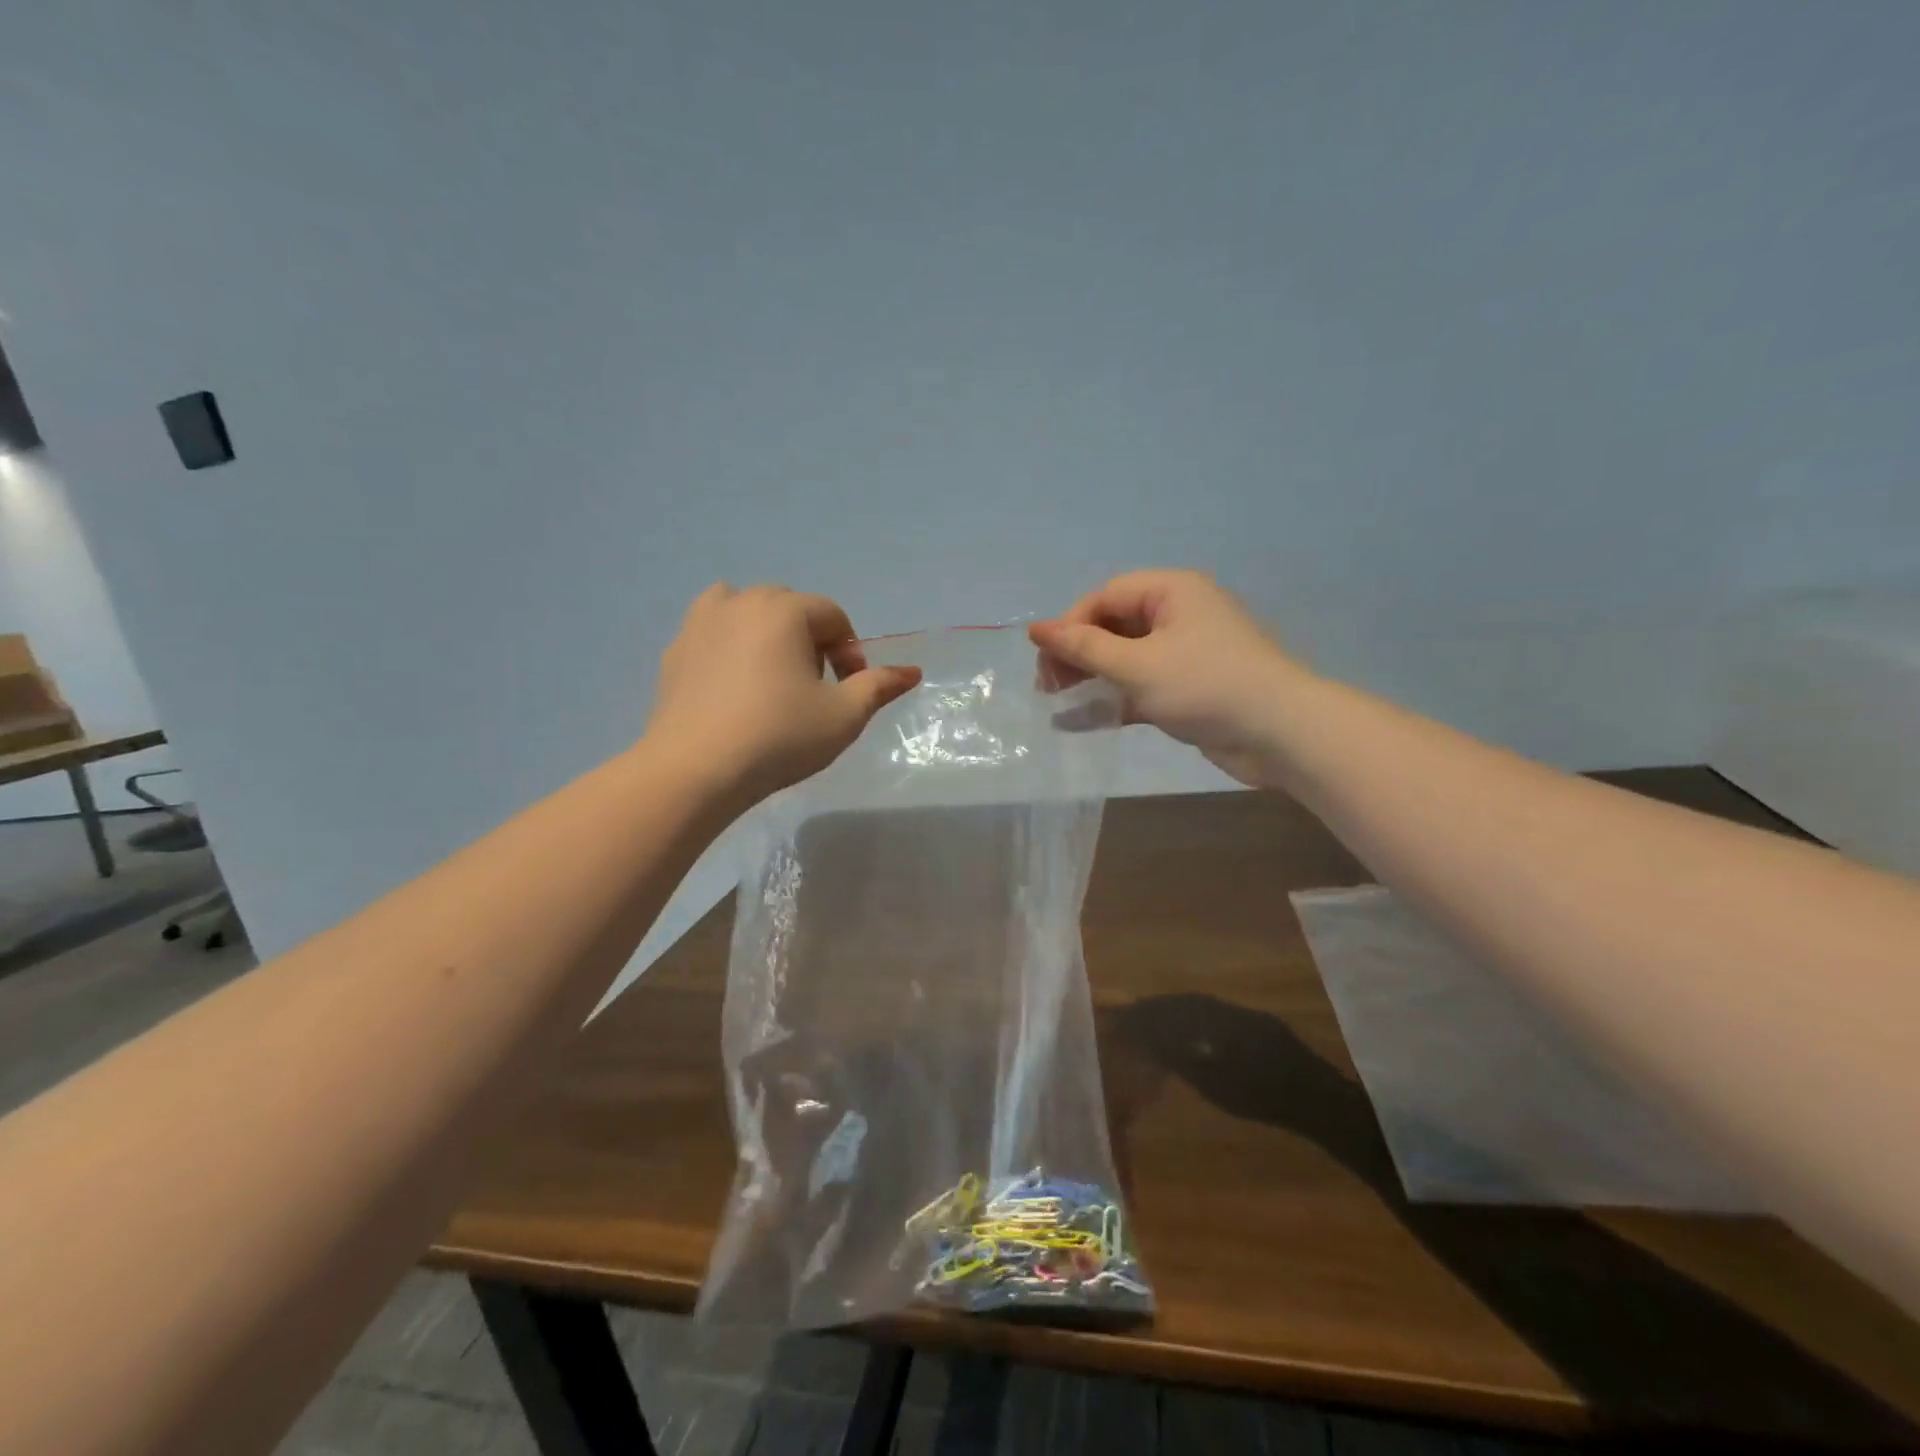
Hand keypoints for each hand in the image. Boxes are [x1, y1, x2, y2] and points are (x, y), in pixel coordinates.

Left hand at [647, 584, 920, 804]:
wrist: (695, 769)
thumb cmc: (779, 737)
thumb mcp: (843, 716)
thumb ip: (878, 686)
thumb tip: (912, 671)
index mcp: (785, 609)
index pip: (833, 617)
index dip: (849, 652)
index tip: (849, 691)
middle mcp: (741, 602)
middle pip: (791, 608)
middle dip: (810, 641)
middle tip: (813, 688)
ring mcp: (701, 622)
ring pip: (746, 611)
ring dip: (767, 633)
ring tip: (771, 677)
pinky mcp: (675, 650)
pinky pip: (712, 631)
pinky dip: (729, 645)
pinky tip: (732, 688)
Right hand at [1029, 570, 1306, 786]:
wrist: (1280, 734)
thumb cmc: (1205, 686)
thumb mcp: (1137, 665)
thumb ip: (1083, 648)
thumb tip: (1034, 628)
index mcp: (1171, 591)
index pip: (1105, 597)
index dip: (1070, 625)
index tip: (1045, 661)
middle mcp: (1178, 614)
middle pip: (1113, 625)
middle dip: (1077, 654)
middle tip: (1048, 686)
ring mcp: (1185, 652)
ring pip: (1124, 657)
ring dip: (1091, 677)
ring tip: (1058, 701)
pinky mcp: (1189, 687)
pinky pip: (1141, 684)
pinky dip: (1114, 699)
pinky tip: (1083, 720)